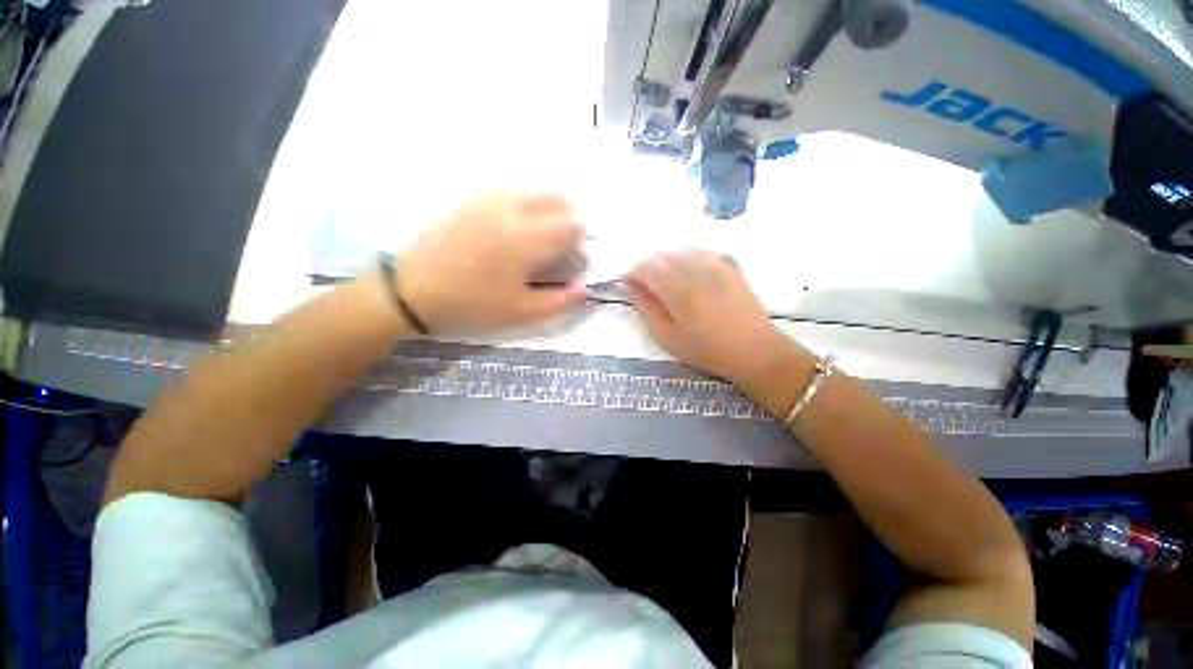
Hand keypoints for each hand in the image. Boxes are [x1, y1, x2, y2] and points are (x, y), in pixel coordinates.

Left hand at [398, 193, 587, 333]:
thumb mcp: (521, 313)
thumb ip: (560, 301)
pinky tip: (513, 228)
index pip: (573, 225)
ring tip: (541, 236)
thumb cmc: (471, 304)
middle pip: (557, 199)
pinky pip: (510, 193)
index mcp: (527, 238)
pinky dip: (524, 206)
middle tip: (564, 243)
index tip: (575, 258)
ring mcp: (488, 199)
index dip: (582, 241)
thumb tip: (585, 289)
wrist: (412, 290)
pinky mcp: (471, 199)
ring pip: (534, 192)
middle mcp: (512, 209)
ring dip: (548, 210)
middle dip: (570, 218)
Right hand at [626, 250, 805, 389]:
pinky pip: (698, 250)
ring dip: (664, 260)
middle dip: (645, 264)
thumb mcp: (667, 337)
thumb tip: (629, 284)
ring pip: (679, 249)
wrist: (755, 350)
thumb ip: (645, 307)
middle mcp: (698, 270)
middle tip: (641, 282)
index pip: (646, 266)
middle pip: (661, 254)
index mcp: (681, 292)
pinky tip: (684, 271)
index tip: (624, 280)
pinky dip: (684, 257)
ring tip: (661, 278)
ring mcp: (716, 264)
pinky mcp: (729, 264)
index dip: (630, 270)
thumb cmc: (706, 350)